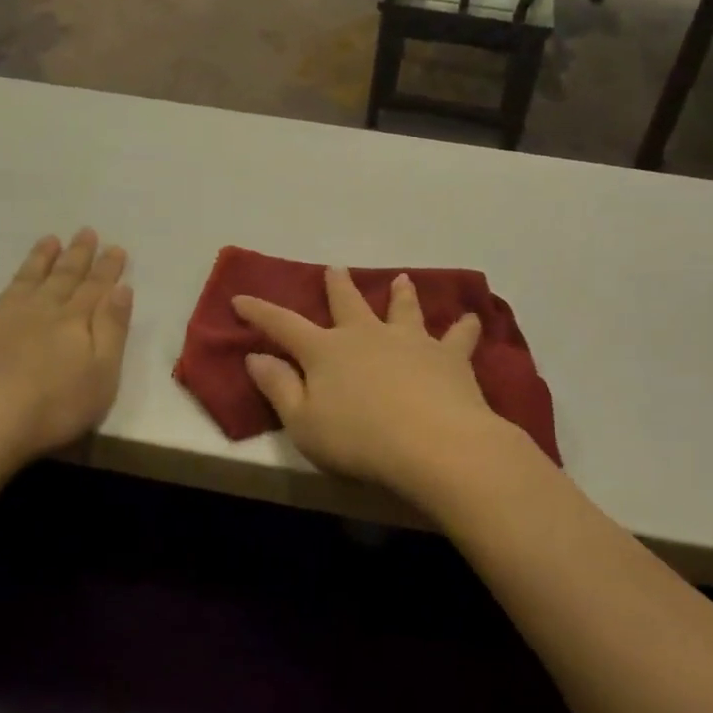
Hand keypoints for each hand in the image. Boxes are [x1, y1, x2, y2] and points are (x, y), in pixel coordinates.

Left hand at [0, 229, 132, 467]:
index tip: (115, 247)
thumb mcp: (102, 374)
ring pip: (22, 282)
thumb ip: (112, 329)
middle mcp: (38, 311)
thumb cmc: (54, 408)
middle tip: (85, 231)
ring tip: (48, 240)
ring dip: (37, 260)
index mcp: (73, 322)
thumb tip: (122, 288)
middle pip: (62, 278)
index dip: (107, 268)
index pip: (96, 288)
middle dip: (76, 255)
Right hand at [233, 267, 512, 496]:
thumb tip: (255, 357)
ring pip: (403, 309)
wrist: (434, 444)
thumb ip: (279, 387)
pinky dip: (464, 328)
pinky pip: (458, 337)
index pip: (283, 325)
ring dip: (401, 294)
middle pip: (348, 303)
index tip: (240, 298)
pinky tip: (472, 319)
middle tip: (335, 268)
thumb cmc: (358, 440)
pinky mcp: (449, 356)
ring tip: (402, 279)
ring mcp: (410, 341)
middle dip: (337, 286)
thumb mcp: (303, 423)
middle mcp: (366, 335)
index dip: (259, 312)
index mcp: (326, 351)